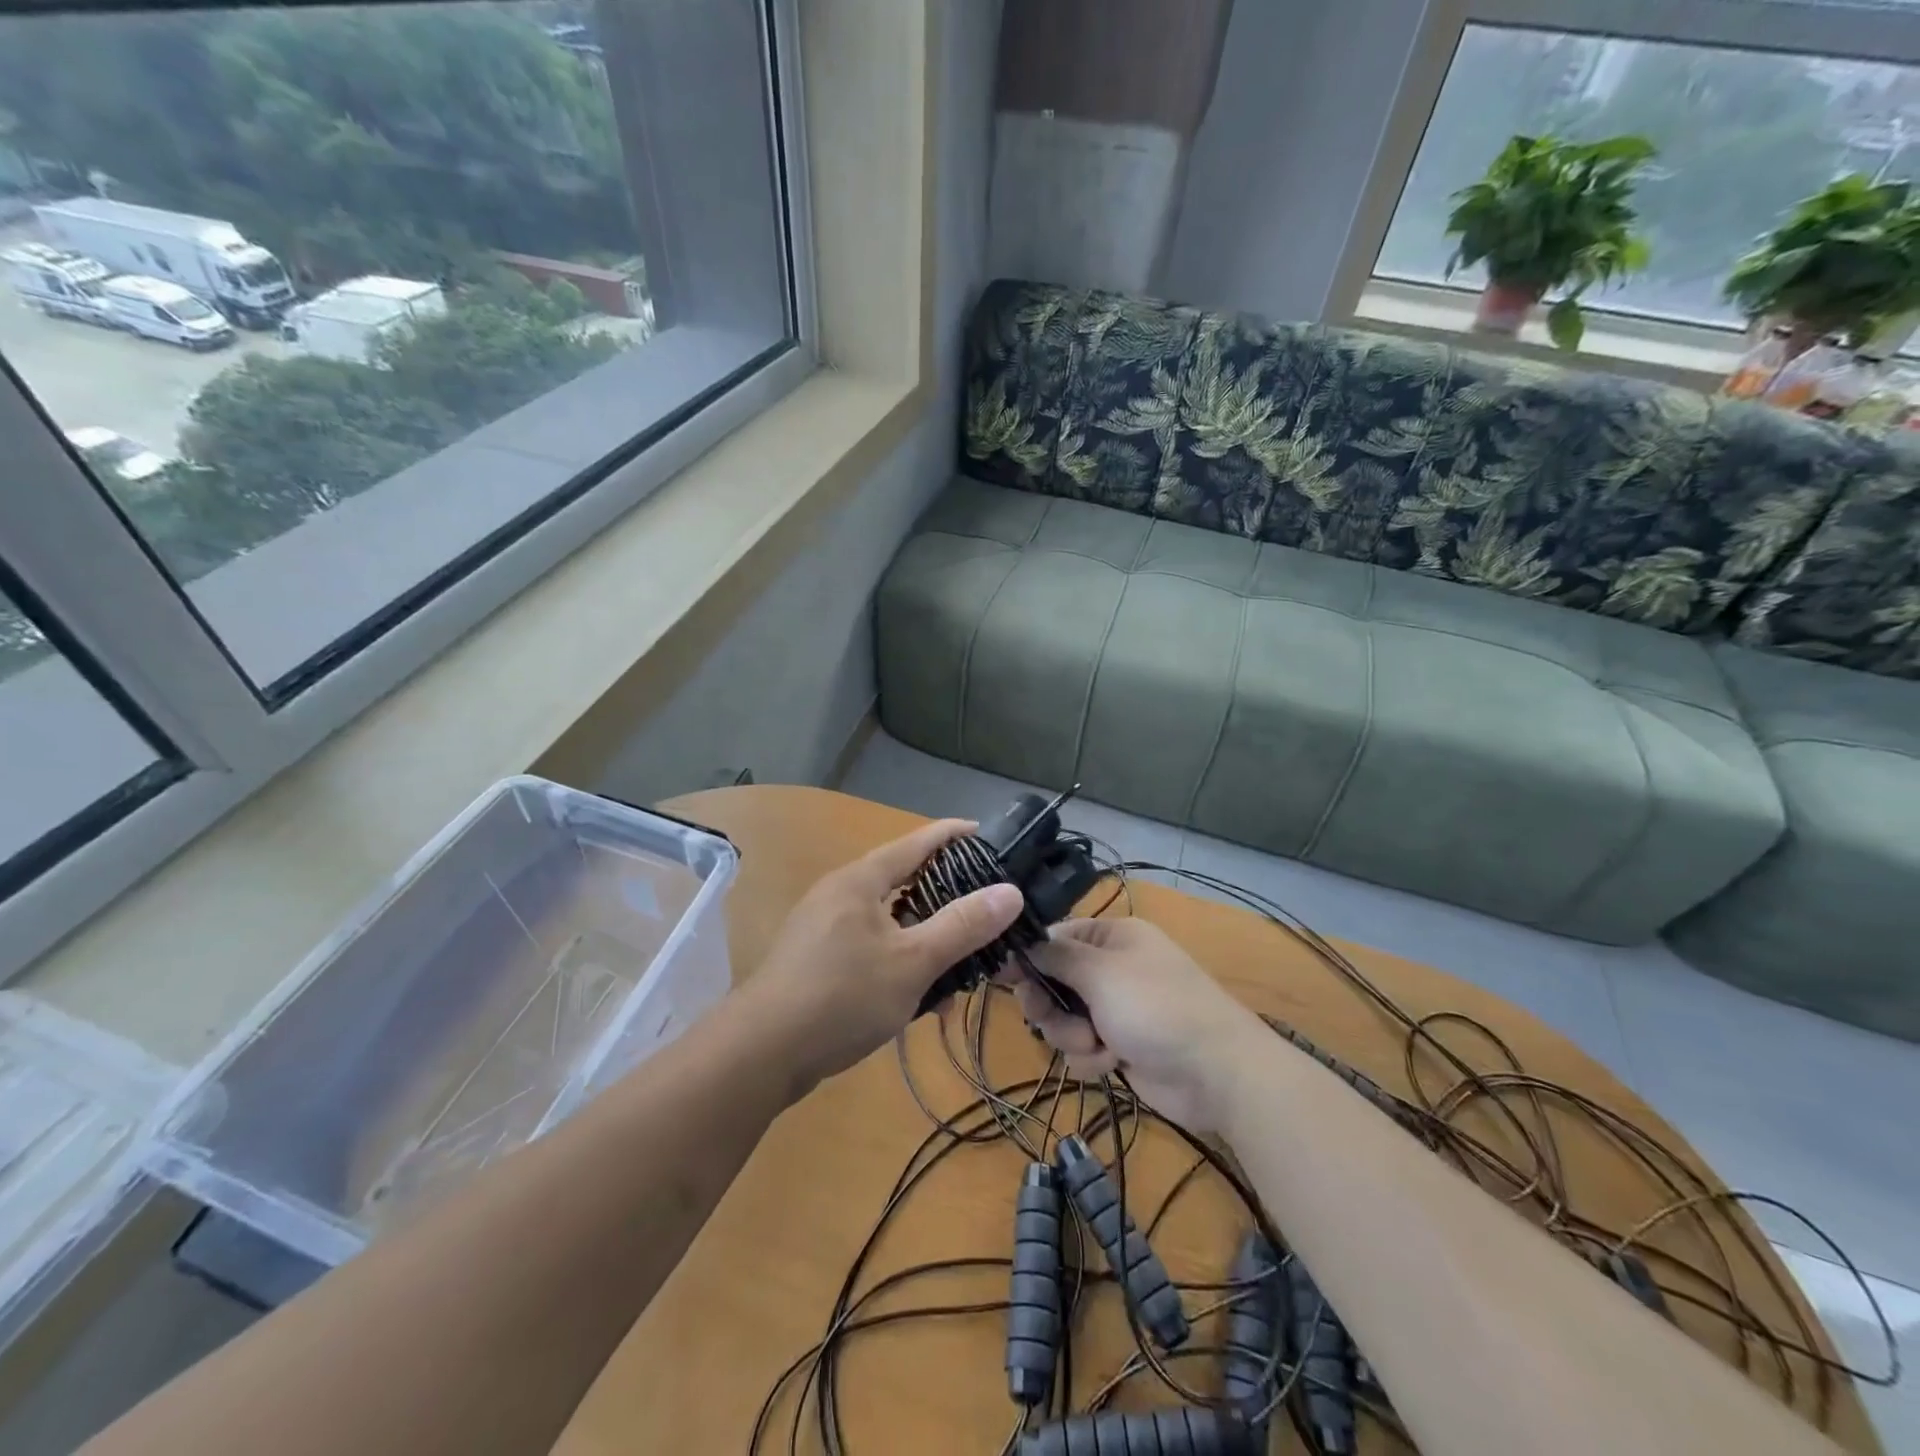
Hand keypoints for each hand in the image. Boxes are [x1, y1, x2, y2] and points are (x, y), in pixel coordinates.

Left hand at [746, 819, 1023, 1091]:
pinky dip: (900, 962)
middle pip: (904, 881)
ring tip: (960, 965)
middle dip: (947, 897)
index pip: (917, 843)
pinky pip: (872, 947)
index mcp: (860, 880)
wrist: (761, 1054)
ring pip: (890, 921)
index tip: (989, 836)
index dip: (954, 836)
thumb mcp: (912, 962)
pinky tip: (920, 998)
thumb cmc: (841, 997)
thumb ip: (962, 927)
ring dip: (925, 939)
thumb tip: (1011, 892)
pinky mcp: (818, 961)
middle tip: (986, 909)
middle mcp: (840, 894)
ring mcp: (824, 928)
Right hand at [1007, 918, 1263, 1130]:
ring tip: (1097, 1045)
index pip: (1055, 938)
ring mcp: (1116, 1008)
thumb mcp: (1101, 973)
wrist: (1218, 1073)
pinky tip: (1113, 1062)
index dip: (1028, 958)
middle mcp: (1112, 968)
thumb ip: (1055, 957)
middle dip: (1052, 1005)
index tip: (1002, 976)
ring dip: (1072, 1035)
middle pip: (1054, 981)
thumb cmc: (1157, 1007)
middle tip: (1050, 1018)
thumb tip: (1019, 940)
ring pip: (1065, 1018)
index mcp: (1112, 937)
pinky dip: (1092, 1056)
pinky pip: (1083, 1046)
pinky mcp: (1121, 1044)